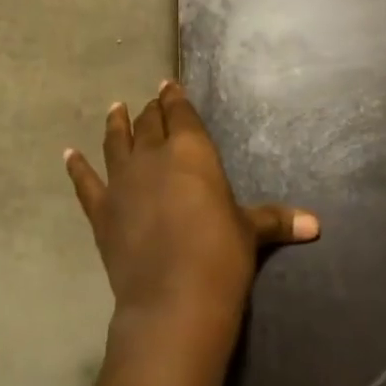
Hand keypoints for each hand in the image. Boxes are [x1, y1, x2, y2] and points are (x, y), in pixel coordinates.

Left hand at [65, 81, 319, 334]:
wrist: (173, 300)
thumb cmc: (220, 257)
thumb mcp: (250, 234)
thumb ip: (275, 220)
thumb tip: (317, 224)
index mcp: (191, 151)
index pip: (181, 114)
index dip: (175, 98)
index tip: (169, 85)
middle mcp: (153, 156)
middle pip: (149, 123)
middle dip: (151, 110)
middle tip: (151, 101)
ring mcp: (122, 181)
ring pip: (116, 141)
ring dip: (116, 123)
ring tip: (116, 109)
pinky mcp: (101, 210)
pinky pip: (85, 182)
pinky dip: (76, 167)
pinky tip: (68, 154)